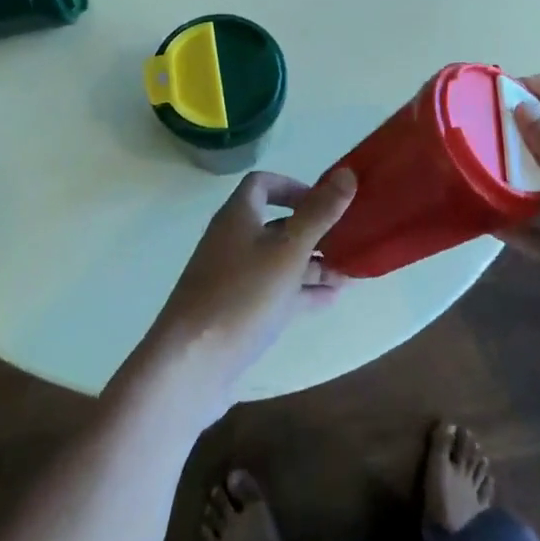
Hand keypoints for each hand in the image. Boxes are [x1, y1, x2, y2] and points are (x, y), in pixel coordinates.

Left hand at [125, 169, 356, 425]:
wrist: (190, 368)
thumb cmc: (241, 296)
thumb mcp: (288, 251)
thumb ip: (318, 213)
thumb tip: (347, 172)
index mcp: (238, 217)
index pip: (263, 184)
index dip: (293, 186)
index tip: (324, 201)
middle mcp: (233, 242)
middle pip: (275, 225)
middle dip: (312, 231)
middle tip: (347, 239)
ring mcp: (233, 280)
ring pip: (278, 262)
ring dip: (312, 264)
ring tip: (349, 273)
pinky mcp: (236, 315)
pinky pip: (275, 293)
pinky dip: (301, 292)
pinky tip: (330, 300)